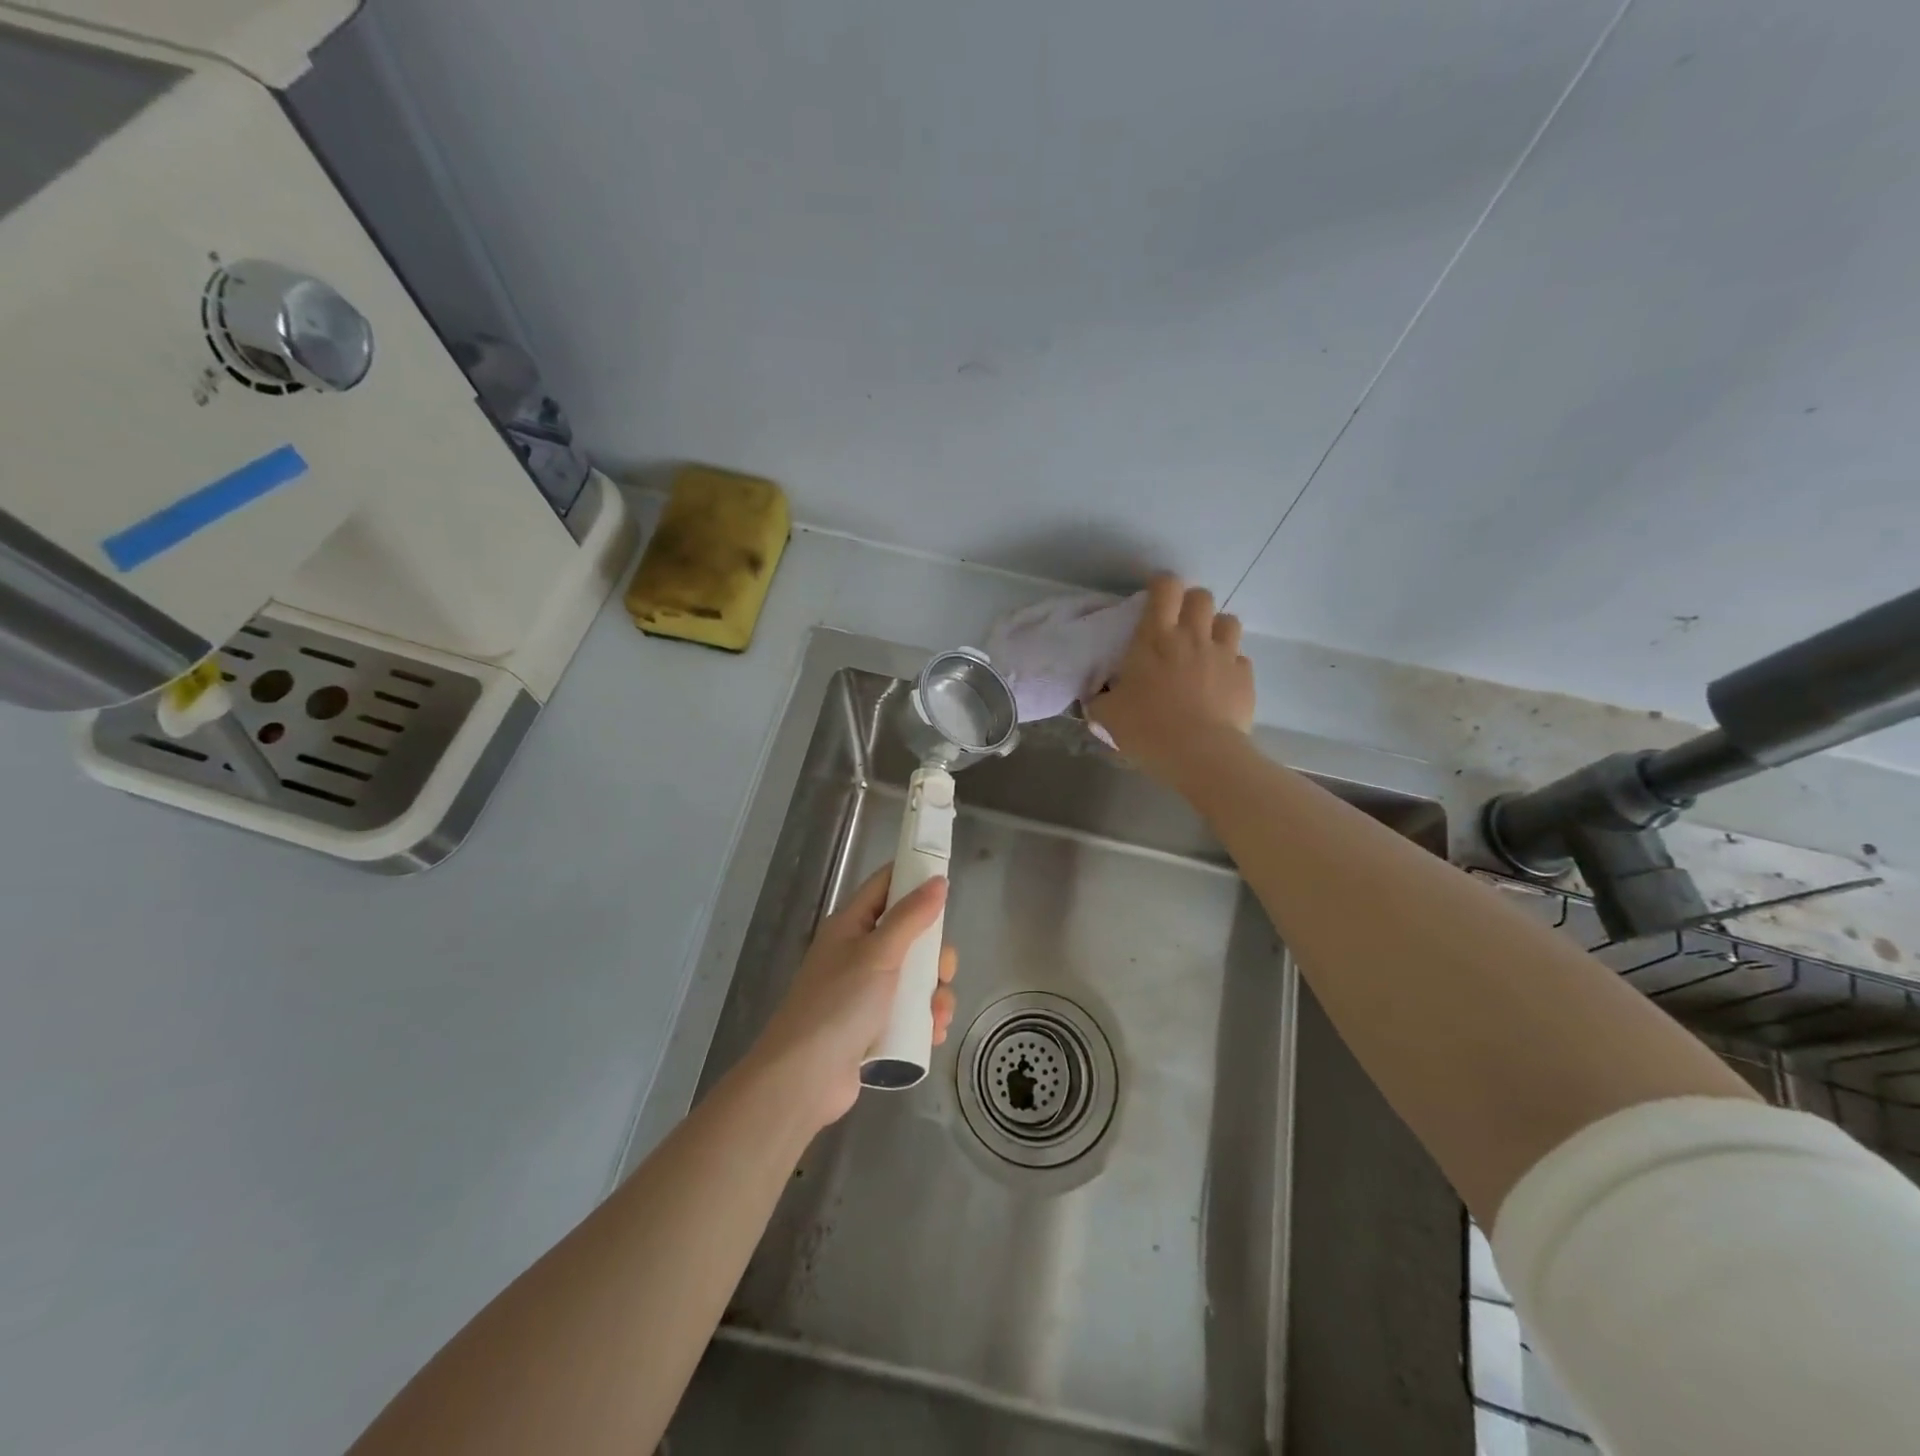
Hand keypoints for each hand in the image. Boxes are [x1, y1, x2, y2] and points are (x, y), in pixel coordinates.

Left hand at [747, 864, 958, 1129]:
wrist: (804, 1077)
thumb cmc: (839, 1004)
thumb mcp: (879, 953)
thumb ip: (911, 916)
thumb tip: (938, 881)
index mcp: (851, 925)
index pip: (885, 886)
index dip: (914, 878)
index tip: (946, 883)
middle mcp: (858, 953)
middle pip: (909, 936)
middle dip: (935, 954)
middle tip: (943, 970)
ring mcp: (865, 991)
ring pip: (915, 977)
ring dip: (934, 993)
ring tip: (939, 1014)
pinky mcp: (872, 1025)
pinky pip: (908, 1011)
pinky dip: (924, 1019)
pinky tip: (933, 1033)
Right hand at [1087, 573, 1254, 784]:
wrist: (1200, 754)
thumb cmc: (1147, 728)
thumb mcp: (1108, 715)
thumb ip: (1100, 700)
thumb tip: (1095, 698)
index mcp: (1155, 637)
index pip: (1165, 588)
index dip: (1161, 584)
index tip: (1155, 595)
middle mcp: (1192, 636)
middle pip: (1201, 596)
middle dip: (1191, 604)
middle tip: (1180, 625)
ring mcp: (1223, 654)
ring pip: (1228, 620)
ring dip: (1215, 629)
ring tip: (1205, 649)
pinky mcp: (1245, 676)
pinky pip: (1240, 658)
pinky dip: (1230, 665)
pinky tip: (1220, 683)